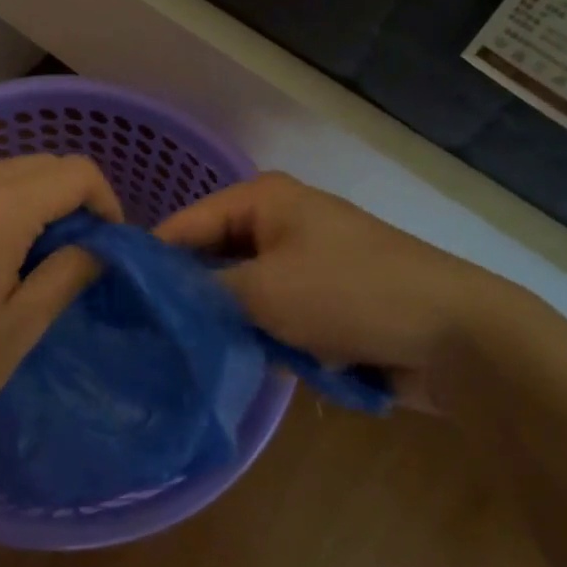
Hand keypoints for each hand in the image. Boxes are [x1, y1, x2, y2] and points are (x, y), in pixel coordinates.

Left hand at [0, 155, 122, 473]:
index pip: (74, 172)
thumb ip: (67, 275)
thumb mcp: (16, 331)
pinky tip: (1, 258)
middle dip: (74, 199)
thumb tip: (101, 247)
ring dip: (40, 203)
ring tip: (44, 261)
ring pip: (10, 173)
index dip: (106, 203)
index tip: (110, 249)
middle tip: (82, 256)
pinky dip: (7, 208)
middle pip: (42, 164)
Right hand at [156, 172, 524, 412]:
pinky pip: (272, 317)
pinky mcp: (323, 303)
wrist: (455, 336)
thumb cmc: (349, 294)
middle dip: (187, 296)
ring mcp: (304, 264)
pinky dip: (258, 338)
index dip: (151, 260)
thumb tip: (156, 300)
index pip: (186, 223)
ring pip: (241, 294)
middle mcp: (280, 223)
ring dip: (225, 324)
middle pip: (213, 258)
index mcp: (264, 200)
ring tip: (182, 356)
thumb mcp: (263, 291)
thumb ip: (202, 293)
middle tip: (143, 334)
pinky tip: (235, 366)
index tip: (112, 299)